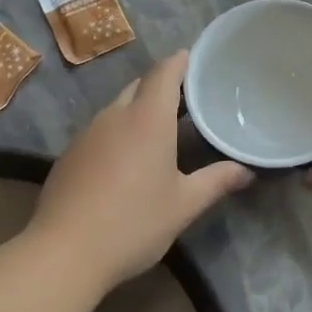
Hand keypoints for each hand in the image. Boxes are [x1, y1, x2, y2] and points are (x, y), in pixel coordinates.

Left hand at [31, 51, 254, 290]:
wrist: (64, 251)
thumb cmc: (134, 223)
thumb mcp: (183, 205)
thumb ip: (216, 182)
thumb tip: (246, 171)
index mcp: (146, 119)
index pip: (164, 74)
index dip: (180, 62)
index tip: (193, 59)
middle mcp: (114, 117)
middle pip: (138, 87)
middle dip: (160, 87)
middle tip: (185, 101)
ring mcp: (86, 135)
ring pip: (116, 109)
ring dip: (137, 111)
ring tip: (159, 131)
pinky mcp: (68, 156)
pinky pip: (99, 132)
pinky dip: (117, 134)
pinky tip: (125, 161)